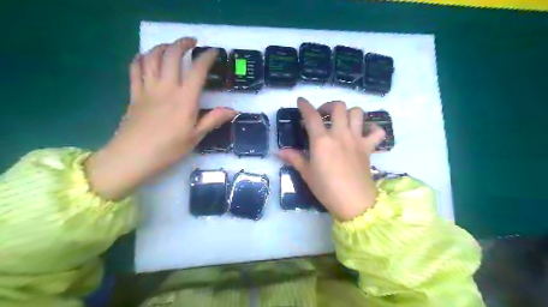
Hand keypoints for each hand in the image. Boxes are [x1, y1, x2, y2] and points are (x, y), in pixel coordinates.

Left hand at [86, 38, 235, 200]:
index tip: (213, 53)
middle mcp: (166, 88)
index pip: (197, 70)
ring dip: (162, 46)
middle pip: (172, 55)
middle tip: (192, 42)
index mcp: (185, 99)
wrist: (133, 156)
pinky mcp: (134, 93)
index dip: (207, 58)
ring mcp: (147, 88)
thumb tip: (233, 110)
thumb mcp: (196, 136)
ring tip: (172, 47)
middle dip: (182, 43)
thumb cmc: (168, 149)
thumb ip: (213, 119)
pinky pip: (135, 68)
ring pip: (152, 57)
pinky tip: (146, 57)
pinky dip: (141, 58)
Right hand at [279, 97, 384, 220]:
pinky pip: (377, 131)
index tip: (301, 101)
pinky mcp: (368, 148)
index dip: (305, 105)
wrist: (353, 202)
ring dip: (349, 113)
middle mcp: (340, 134)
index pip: (312, 116)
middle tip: (323, 115)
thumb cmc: (326, 188)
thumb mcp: (306, 173)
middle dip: (328, 105)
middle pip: (338, 107)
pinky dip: (372, 128)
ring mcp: (357, 139)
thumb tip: (278, 151)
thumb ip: (293, 158)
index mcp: (322, 141)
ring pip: (357, 113)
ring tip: (342, 121)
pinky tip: (364, 132)